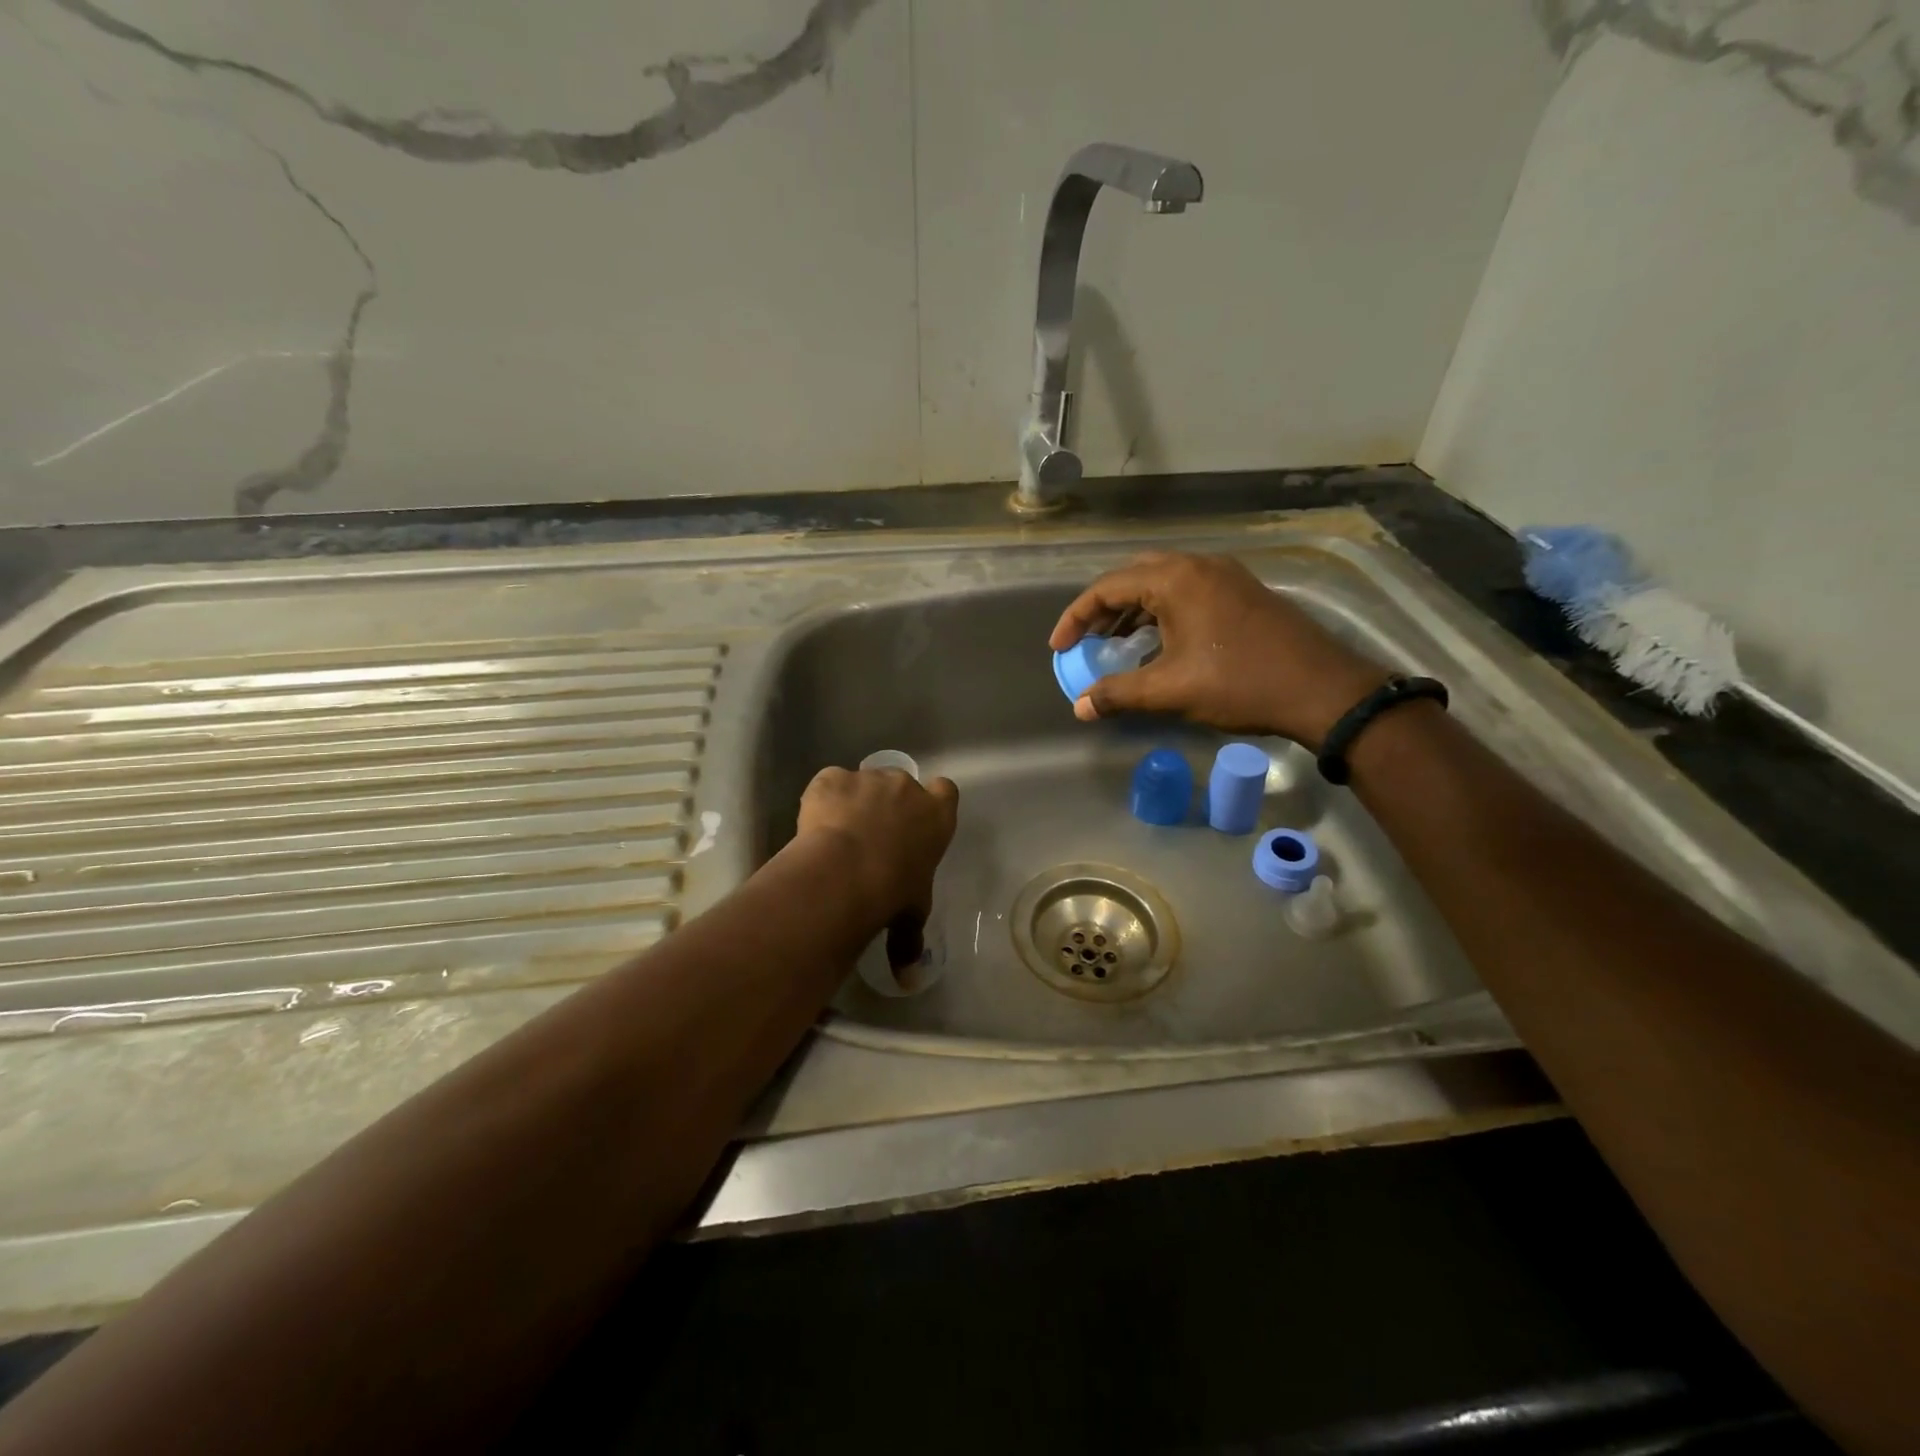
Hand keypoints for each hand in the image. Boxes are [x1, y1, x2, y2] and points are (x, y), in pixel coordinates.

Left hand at [795, 767, 959, 960]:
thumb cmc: (892, 892)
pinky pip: (828, 784)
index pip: (946, 792)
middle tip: (869, 837)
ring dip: (852, 802)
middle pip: (900, 785)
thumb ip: (909, 942)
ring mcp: (868, 778)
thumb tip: (908, 982)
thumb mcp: (909, 917)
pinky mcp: (832, 778)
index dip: (932, 800)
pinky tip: (813, 827)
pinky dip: (821, 800)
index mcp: (936, 816)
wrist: (845, 871)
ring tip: (836, 837)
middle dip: (886, 804)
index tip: (915, 819)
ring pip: (862, 783)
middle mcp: (906, 787)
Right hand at [1048, 552, 1388, 746]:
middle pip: (1134, 577)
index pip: (1107, 587)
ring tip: (1116, 645)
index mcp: (1175, 579)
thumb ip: (1119, 694)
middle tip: (1087, 640)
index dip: (1076, 618)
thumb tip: (1080, 707)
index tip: (1059, 648)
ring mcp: (1225, 576)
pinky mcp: (1243, 592)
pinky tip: (1159, 644)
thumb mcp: (1171, 690)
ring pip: (1163, 584)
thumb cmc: (1240, 683)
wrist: (1322, 689)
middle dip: (1104, 609)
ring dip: (1133, 611)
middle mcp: (1198, 566)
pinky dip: (1162, 613)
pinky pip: (1188, 592)